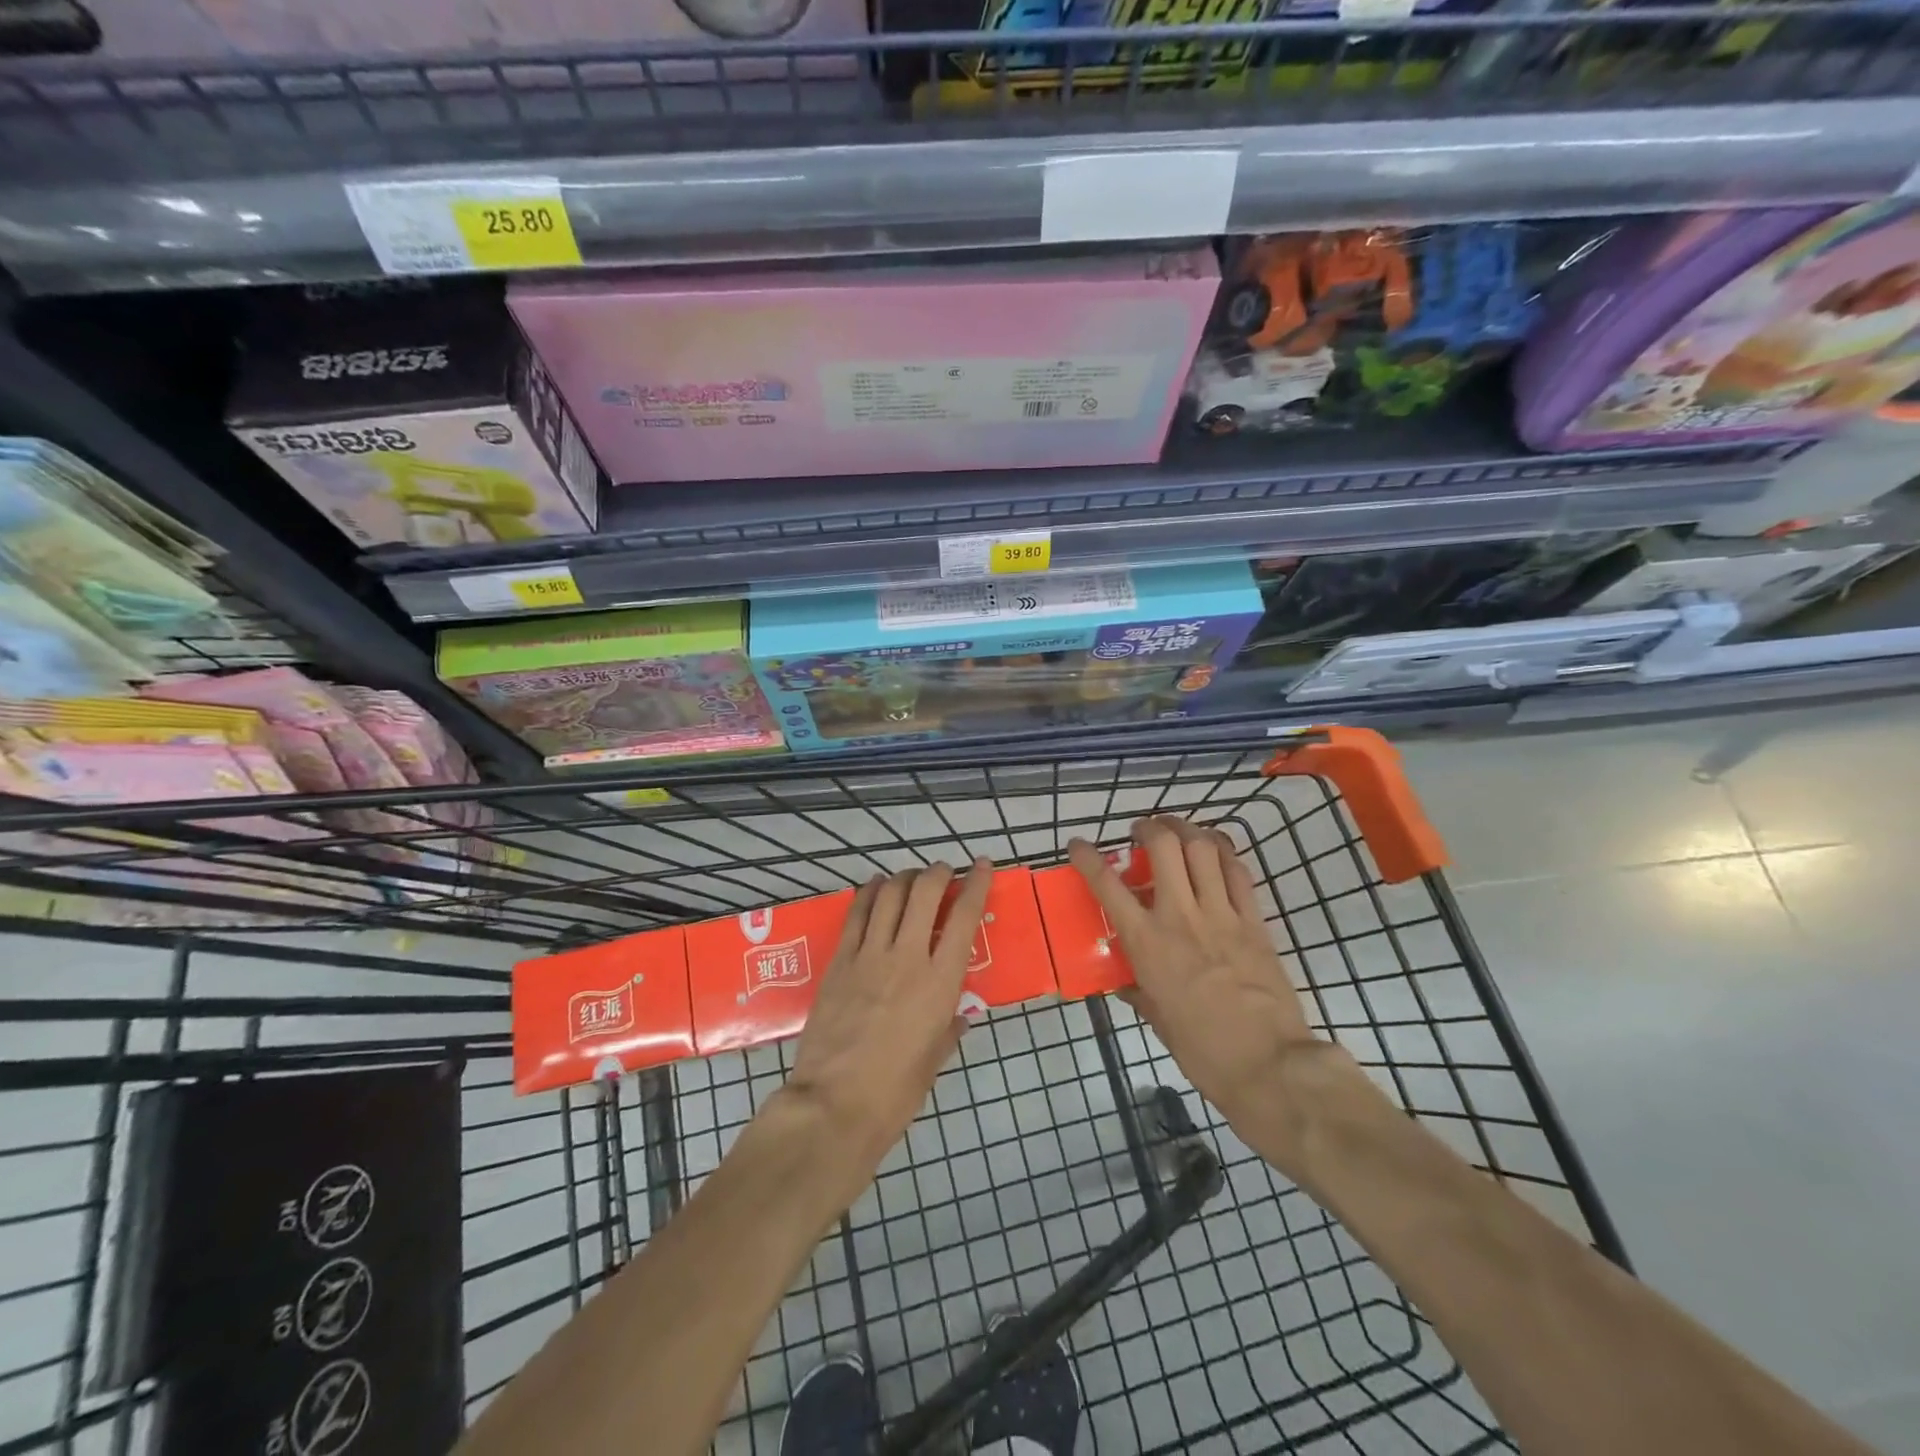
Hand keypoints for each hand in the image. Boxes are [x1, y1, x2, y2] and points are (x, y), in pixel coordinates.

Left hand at [781, 860, 992, 1184]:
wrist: (834, 1105)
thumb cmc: (895, 1092)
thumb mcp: (934, 1061)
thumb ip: (949, 1029)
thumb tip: (959, 1016)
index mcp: (940, 982)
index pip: (965, 917)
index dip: (976, 884)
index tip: (982, 866)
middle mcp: (907, 957)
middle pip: (925, 892)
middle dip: (938, 872)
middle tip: (944, 872)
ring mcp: (869, 955)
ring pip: (890, 894)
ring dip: (905, 877)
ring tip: (911, 878)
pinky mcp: (839, 961)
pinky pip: (856, 914)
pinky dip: (870, 893)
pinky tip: (876, 888)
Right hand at [1069, 817, 1333, 1133]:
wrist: (1268, 1064)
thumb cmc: (1202, 1050)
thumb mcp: (1157, 1019)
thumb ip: (1139, 991)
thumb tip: (1125, 982)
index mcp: (1147, 942)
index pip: (1108, 885)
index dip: (1088, 857)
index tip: (1078, 844)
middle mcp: (1180, 916)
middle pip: (1164, 846)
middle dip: (1150, 827)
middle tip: (1143, 830)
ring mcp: (1221, 914)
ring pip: (1204, 848)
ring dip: (1188, 829)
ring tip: (1179, 829)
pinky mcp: (1255, 921)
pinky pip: (1238, 873)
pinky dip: (1224, 854)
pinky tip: (1217, 854)